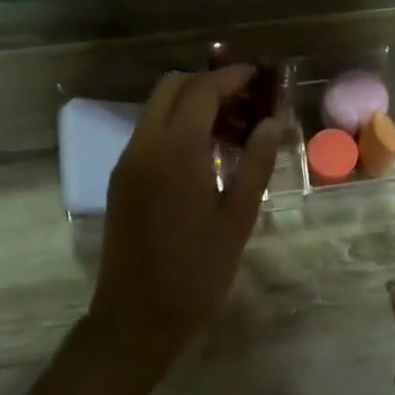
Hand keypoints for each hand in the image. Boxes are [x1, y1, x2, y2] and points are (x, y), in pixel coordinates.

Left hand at [90, 67, 284, 362]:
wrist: (137, 317)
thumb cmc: (197, 272)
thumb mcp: (237, 218)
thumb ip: (256, 164)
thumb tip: (273, 123)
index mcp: (175, 152)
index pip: (202, 90)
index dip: (232, 78)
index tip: (261, 78)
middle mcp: (144, 146)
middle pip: (172, 88)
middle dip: (209, 85)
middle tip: (247, 104)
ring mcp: (127, 162)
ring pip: (157, 110)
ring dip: (192, 105)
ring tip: (233, 130)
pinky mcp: (121, 180)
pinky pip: (149, 134)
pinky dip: (177, 126)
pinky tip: (205, 154)